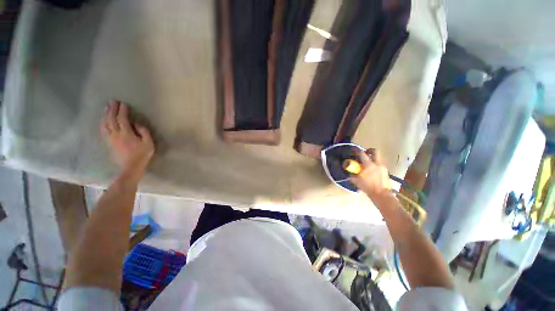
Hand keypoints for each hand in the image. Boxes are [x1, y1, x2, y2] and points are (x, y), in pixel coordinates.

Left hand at [100, 101, 153, 178]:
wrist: (130, 167)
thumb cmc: (142, 155)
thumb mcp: (148, 143)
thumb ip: (144, 132)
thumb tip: (136, 124)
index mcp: (126, 134)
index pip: (122, 119)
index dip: (122, 111)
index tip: (123, 104)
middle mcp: (116, 134)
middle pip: (111, 119)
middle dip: (112, 110)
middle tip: (113, 102)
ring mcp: (110, 138)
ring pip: (105, 124)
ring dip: (105, 115)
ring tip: (107, 108)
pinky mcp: (108, 142)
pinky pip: (103, 130)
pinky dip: (102, 122)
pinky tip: (103, 119)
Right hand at [350, 149, 391, 201]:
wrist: (382, 195)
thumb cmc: (368, 187)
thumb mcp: (356, 181)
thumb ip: (352, 175)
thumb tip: (350, 172)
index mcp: (368, 165)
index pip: (362, 154)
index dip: (357, 150)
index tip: (354, 149)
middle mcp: (376, 164)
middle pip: (375, 151)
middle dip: (369, 150)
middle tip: (365, 153)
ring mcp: (382, 167)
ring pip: (378, 158)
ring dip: (373, 158)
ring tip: (368, 164)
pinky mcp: (386, 172)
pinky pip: (380, 165)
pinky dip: (375, 165)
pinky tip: (372, 171)